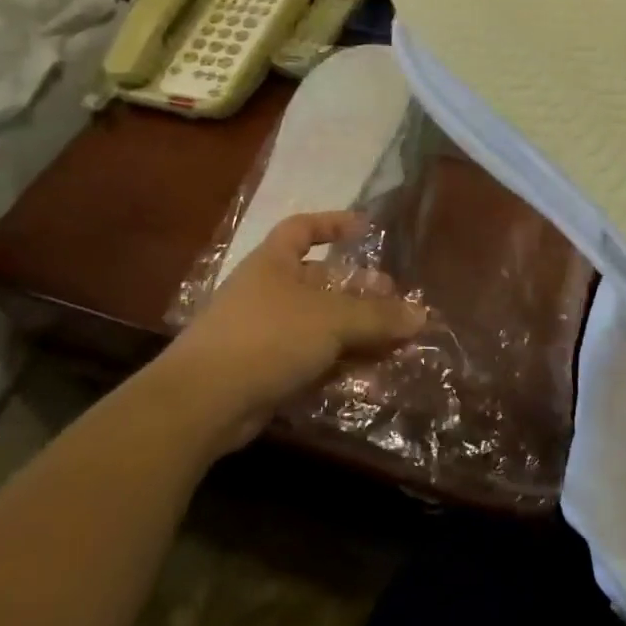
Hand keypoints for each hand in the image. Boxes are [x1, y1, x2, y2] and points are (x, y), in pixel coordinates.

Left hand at [162, 211, 427, 449]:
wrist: (203, 401)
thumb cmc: (268, 337)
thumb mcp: (331, 320)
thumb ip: (377, 317)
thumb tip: (421, 316)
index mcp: (274, 263)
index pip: (302, 228)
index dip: (333, 224)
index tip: (366, 230)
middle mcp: (267, 291)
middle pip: (319, 282)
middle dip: (358, 291)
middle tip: (394, 302)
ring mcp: (263, 333)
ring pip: (319, 324)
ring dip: (354, 331)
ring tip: (393, 342)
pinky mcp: (264, 371)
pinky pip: (310, 357)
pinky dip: (338, 362)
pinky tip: (368, 374)